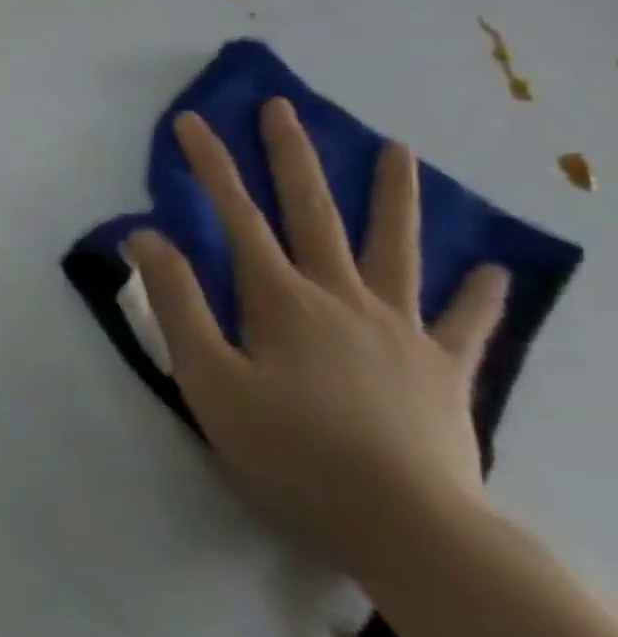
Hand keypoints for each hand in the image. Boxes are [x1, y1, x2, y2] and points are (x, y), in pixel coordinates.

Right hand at [126, 98, 508, 582]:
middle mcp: (342, 297)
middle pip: (313, 213)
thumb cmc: (288, 450)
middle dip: (293, 156)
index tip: (193, 120)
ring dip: (393, 197)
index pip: (236, 215)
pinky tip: (491, 269)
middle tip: (284, 108)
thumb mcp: (207, 376)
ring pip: (396, 248)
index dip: (211, 164)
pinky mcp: (442, 370)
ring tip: (400, 150)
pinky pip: (465, 324)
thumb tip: (145, 234)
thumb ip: (177, 301)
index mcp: (281, 299)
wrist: (408, 528)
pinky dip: (479, 295)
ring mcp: (400, 330)